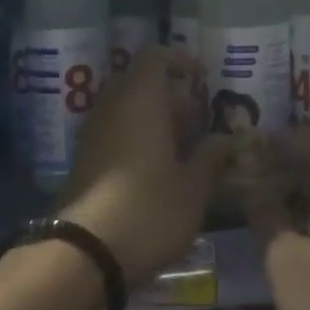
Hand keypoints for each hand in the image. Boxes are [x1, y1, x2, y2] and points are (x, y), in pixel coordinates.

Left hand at [62, 46, 232, 287]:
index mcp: (140, 100)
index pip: (155, 56)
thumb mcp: (193, 188)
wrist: (84, 253)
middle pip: (140, 81)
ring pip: (126, 107)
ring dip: (154, 117)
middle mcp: (111, 107)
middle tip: (198, 119)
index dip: (180, 60)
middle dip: (170, 94)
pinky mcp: (84, 159)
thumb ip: (211, 157)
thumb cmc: (148, 211)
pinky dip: (136, 136)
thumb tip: (226, 139)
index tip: (202, 78)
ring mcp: (92, 133)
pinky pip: (114, 130)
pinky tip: (157, 168)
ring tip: (183, 147)